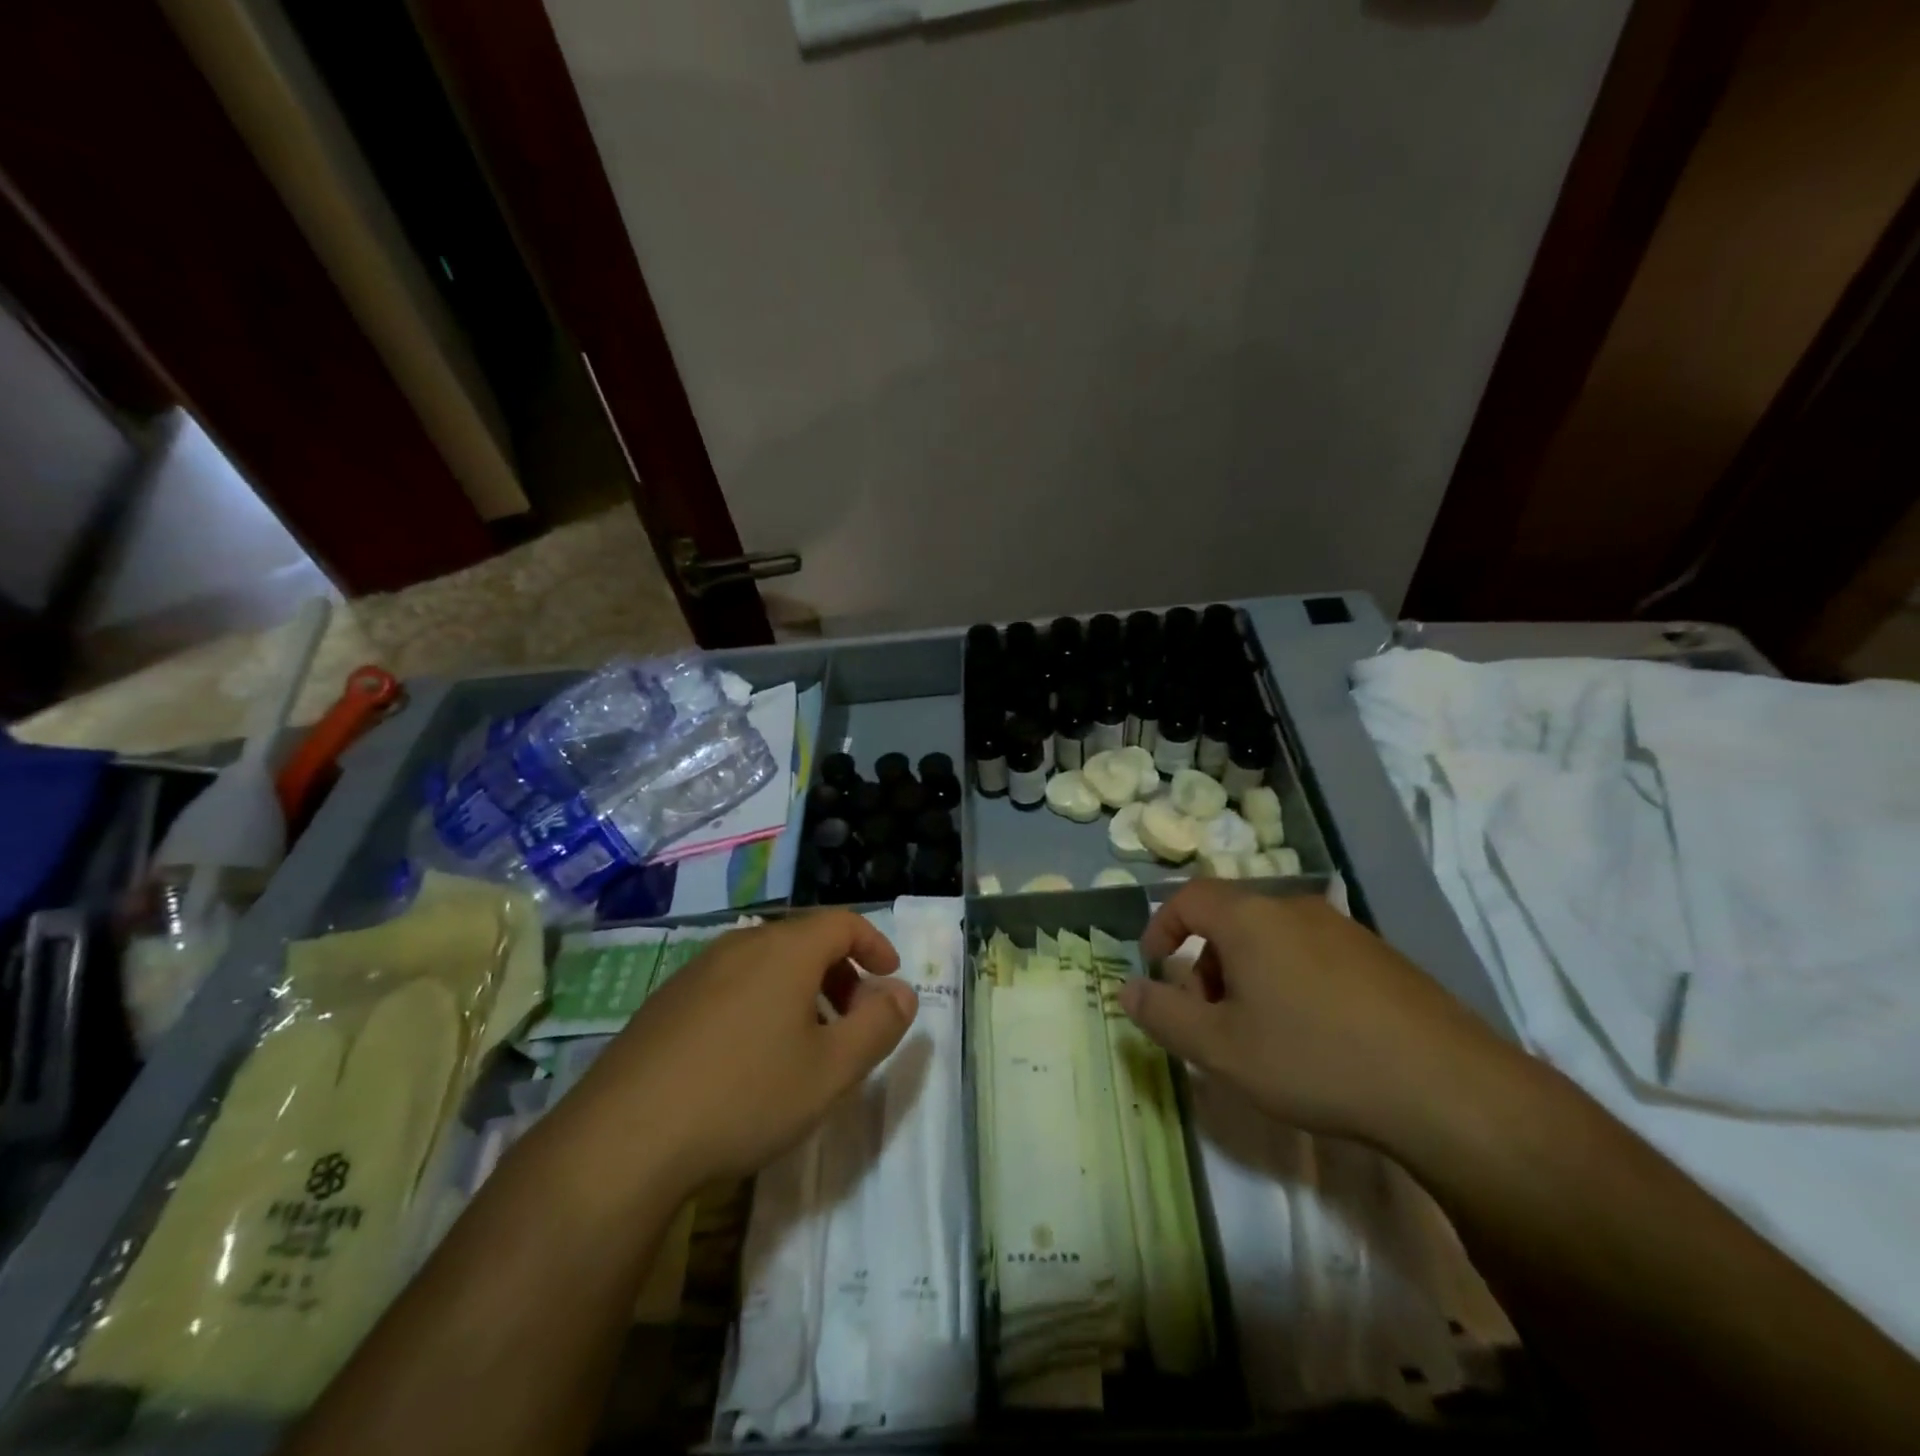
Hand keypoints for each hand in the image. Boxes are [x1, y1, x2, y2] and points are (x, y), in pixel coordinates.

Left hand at [565, 912, 915, 1189]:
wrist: (623, 1139)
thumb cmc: (744, 1096)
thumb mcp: (831, 1070)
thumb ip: (878, 1026)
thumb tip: (903, 992)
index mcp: (785, 950)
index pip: (843, 922)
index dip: (875, 944)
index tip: (890, 977)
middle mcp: (740, 945)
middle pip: (804, 940)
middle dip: (840, 971)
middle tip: (853, 1017)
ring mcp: (695, 971)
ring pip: (765, 963)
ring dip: (800, 989)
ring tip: (805, 1041)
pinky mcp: (665, 1002)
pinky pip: (730, 984)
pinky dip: (760, 1002)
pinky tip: (748, 1057)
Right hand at [1120, 882, 1500, 1146]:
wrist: (1448, 1089)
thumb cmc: (1314, 1059)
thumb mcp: (1221, 1049)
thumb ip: (1163, 1016)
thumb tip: (1125, 989)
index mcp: (1251, 918)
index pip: (1188, 898)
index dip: (1162, 927)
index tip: (1155, 967)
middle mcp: (1295, 909)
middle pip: (1230, 920)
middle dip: (1205, 964)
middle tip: (1208, 1018)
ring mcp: (1344, 930)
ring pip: (1272, 939)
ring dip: (1247, 975)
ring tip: (1259, 1034)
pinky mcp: (1382, 957)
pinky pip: (1313, 954)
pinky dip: (1290, 981)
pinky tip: (1313, 1036)